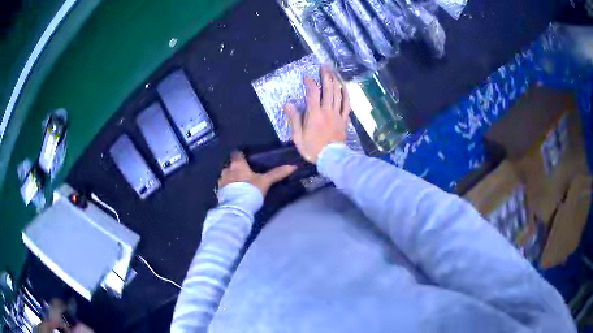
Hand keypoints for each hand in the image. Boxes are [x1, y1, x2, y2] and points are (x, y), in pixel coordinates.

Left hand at [218, 152, 295, 196]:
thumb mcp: (265, 181)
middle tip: (243, 172)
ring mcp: (221, 182)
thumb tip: (293, 166)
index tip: (245, 157)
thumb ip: (277, 173)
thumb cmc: (250, 190)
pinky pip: (223, 188)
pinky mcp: (219, 193)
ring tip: (237, 184)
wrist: (237, 208)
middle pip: (229, 166)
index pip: (236, 154)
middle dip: (234, 168)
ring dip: (230, 178)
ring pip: (225, 176)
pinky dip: (227, 189)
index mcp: (237, 165)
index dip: (240, 155)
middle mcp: (227, 171)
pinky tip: (233, 193)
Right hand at [284, 65, 349, 162]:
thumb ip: (294, 119)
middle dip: (326, 76)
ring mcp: (337, 114)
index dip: (310, 83)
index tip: (307, 77)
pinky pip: (347, 104)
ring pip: (338, 94)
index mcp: (314, 114)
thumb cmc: (313, 149)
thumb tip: (288, 104)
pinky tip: (344, 86)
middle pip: (328, 89)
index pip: (312, 94)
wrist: (332, 159)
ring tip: (333, 71)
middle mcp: (327, 111)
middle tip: (324, 66)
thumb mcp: (298, 137)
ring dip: (336, 81)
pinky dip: (346, 93)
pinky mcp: (344, 119)